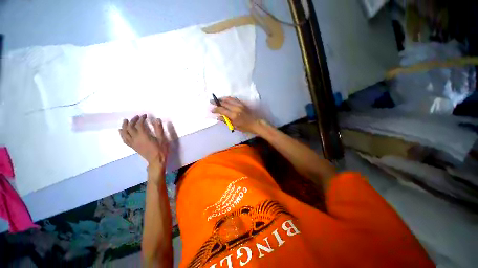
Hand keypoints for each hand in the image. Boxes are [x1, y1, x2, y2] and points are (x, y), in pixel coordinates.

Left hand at [119, 115, 168, 172]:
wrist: (156, 160)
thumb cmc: (161, 149)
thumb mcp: (162, 139)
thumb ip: (159, 129)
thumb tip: (157, 119)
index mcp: (143, 136)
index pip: (139, 124)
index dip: (141, 119)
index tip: (145, 115)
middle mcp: (136, 138)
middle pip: (130, 127)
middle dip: (132, 121)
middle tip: (137, 117)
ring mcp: (133, 143)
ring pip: (124, 133)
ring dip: (124, 126)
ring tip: (126, 121)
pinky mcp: (133, 146)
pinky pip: (124, 140)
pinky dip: (122, 134)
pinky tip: (121, 131)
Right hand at [211, 97, 262, 133]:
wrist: (256, 123)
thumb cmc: (245, 127)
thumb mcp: (235, 126)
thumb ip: (226, 121)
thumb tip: (218, 117)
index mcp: (233, 115)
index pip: (222, 110)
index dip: (215, 109)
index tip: (211, 110)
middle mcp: (236, 108)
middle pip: (224, 102)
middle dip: (217, 102)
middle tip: (211, 101)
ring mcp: (239, 104)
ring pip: (229, 99)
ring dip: (222, 98)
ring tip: (217, 99)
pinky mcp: (242, 103)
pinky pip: (234, 99)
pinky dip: (229, 98)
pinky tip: (226, 99)